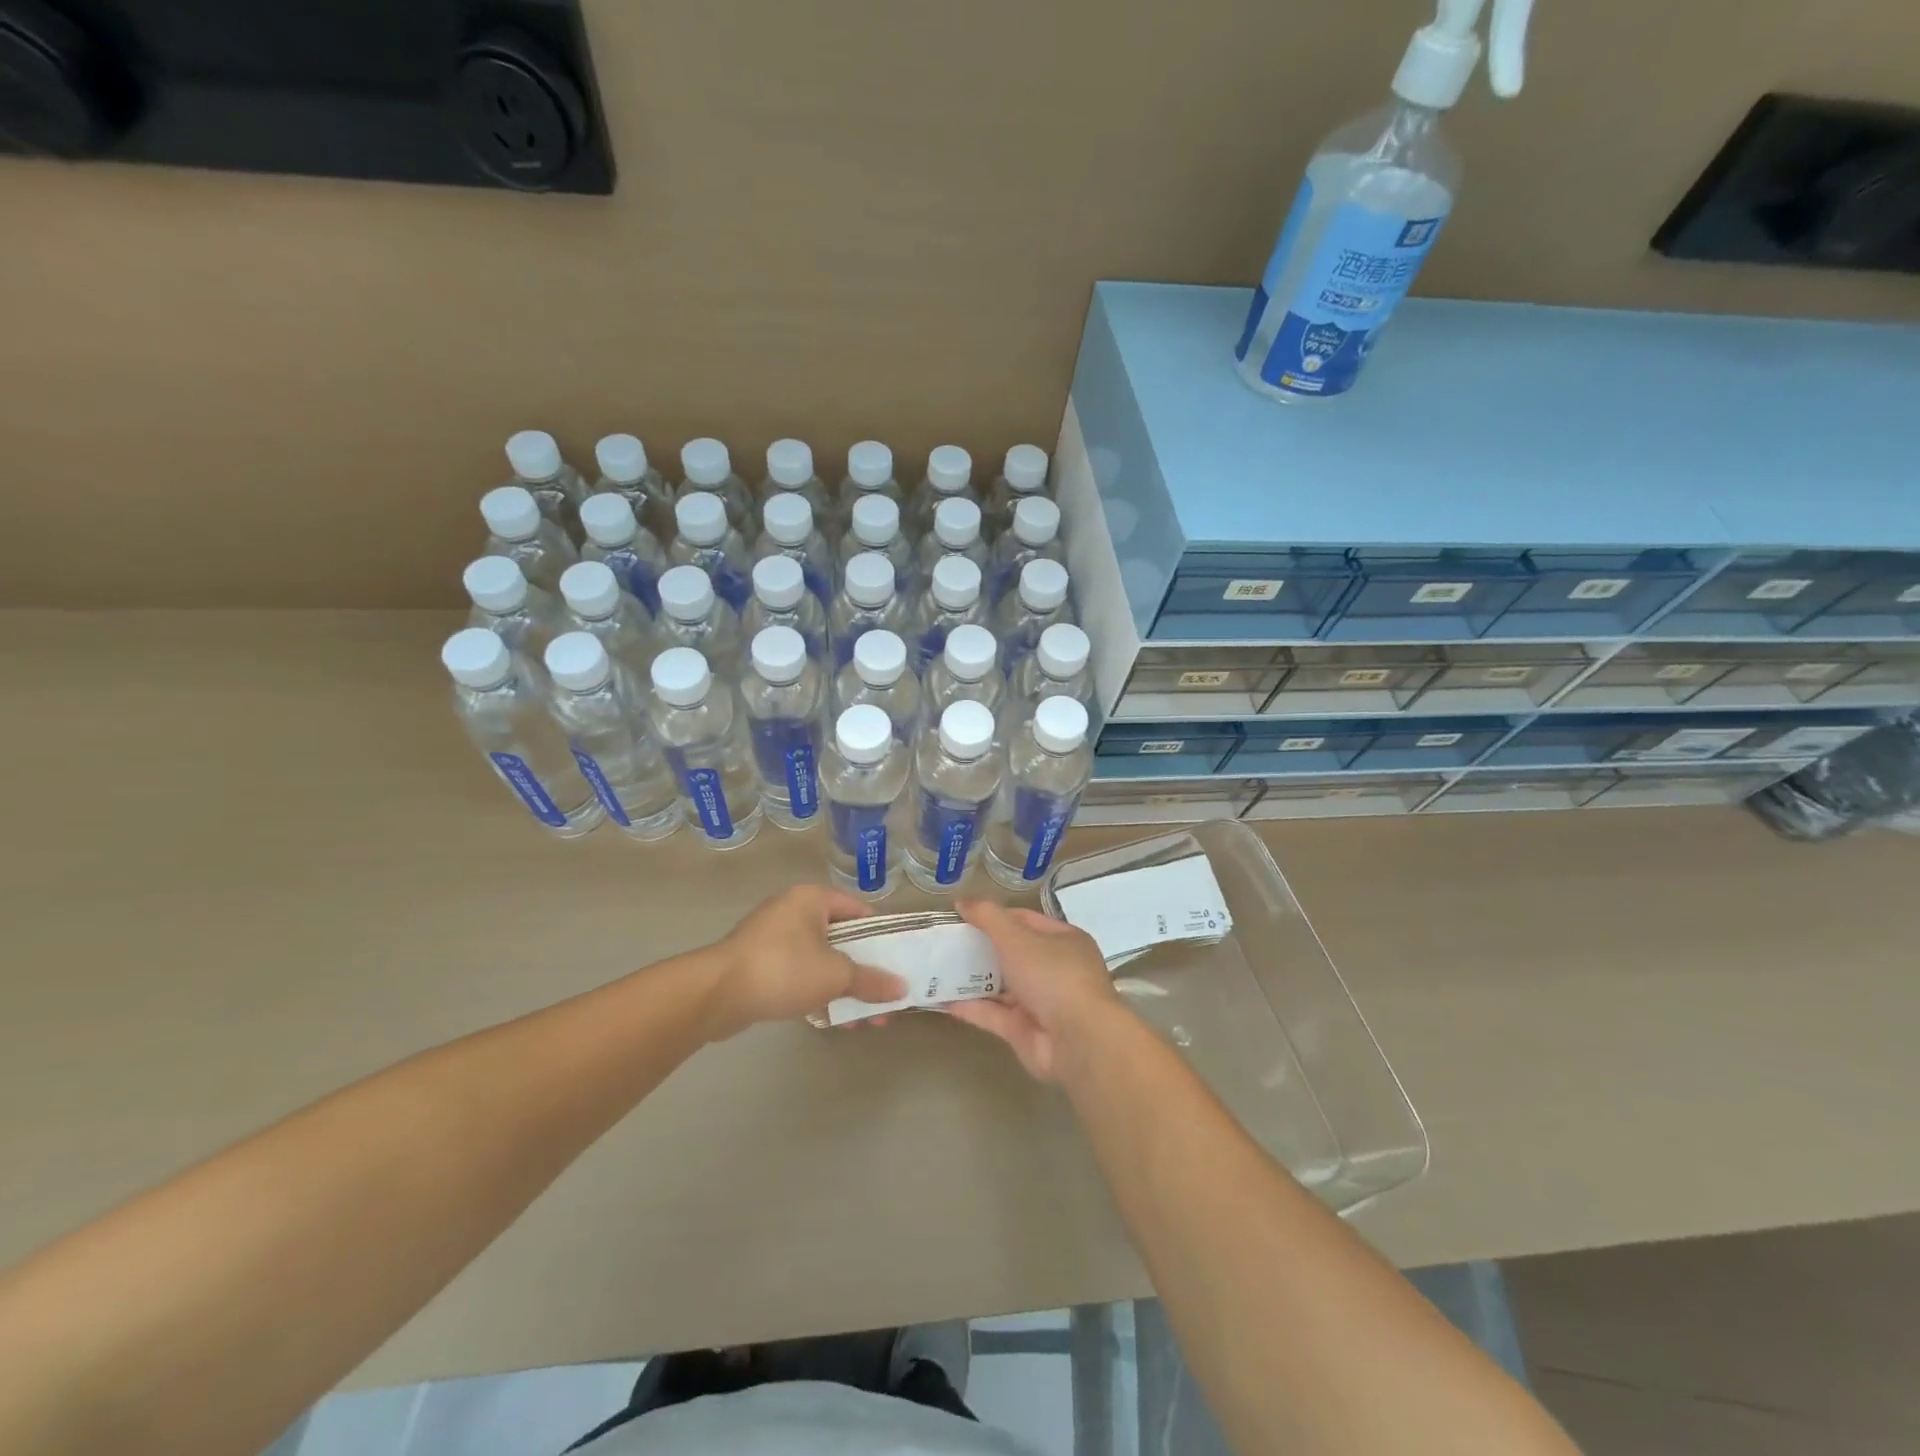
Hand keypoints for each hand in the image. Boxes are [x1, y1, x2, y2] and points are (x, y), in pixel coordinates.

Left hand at [703, 886, 905, 1040]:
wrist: (716, 994)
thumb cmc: (783, 969)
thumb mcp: (835, 975)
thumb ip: (871, 980)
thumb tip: (902, 989)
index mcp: (812, 899)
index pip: (858, 909)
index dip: (881, 933)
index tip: (898, 959)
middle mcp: (793, 910)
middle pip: (841, 937)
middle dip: (864, 969)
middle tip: (885, 994)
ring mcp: (773, 937)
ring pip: (820, 959)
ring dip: (843, 986)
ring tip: (864, 1017)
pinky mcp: (759, 964)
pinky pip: (799, 973)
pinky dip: (818, 991)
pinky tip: (834, 1018)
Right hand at [946, 900, 1121, 1081]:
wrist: (1076, 1040)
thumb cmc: (1051, 974)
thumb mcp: (1016, 937)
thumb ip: (988, 917)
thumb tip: (962, 901)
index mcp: (1063, 941)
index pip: (1026, 920)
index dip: (996, 916)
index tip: (963, 916)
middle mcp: (1054, 970)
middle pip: (1013, 953)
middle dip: (982, 948)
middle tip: (947, 942)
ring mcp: (1040, 1002)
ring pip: (1002, 986)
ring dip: (973, 979)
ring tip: (939, 968)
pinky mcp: (1024, 1031)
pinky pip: (993, 1015)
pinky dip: (970, 1007)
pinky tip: (942, 999)